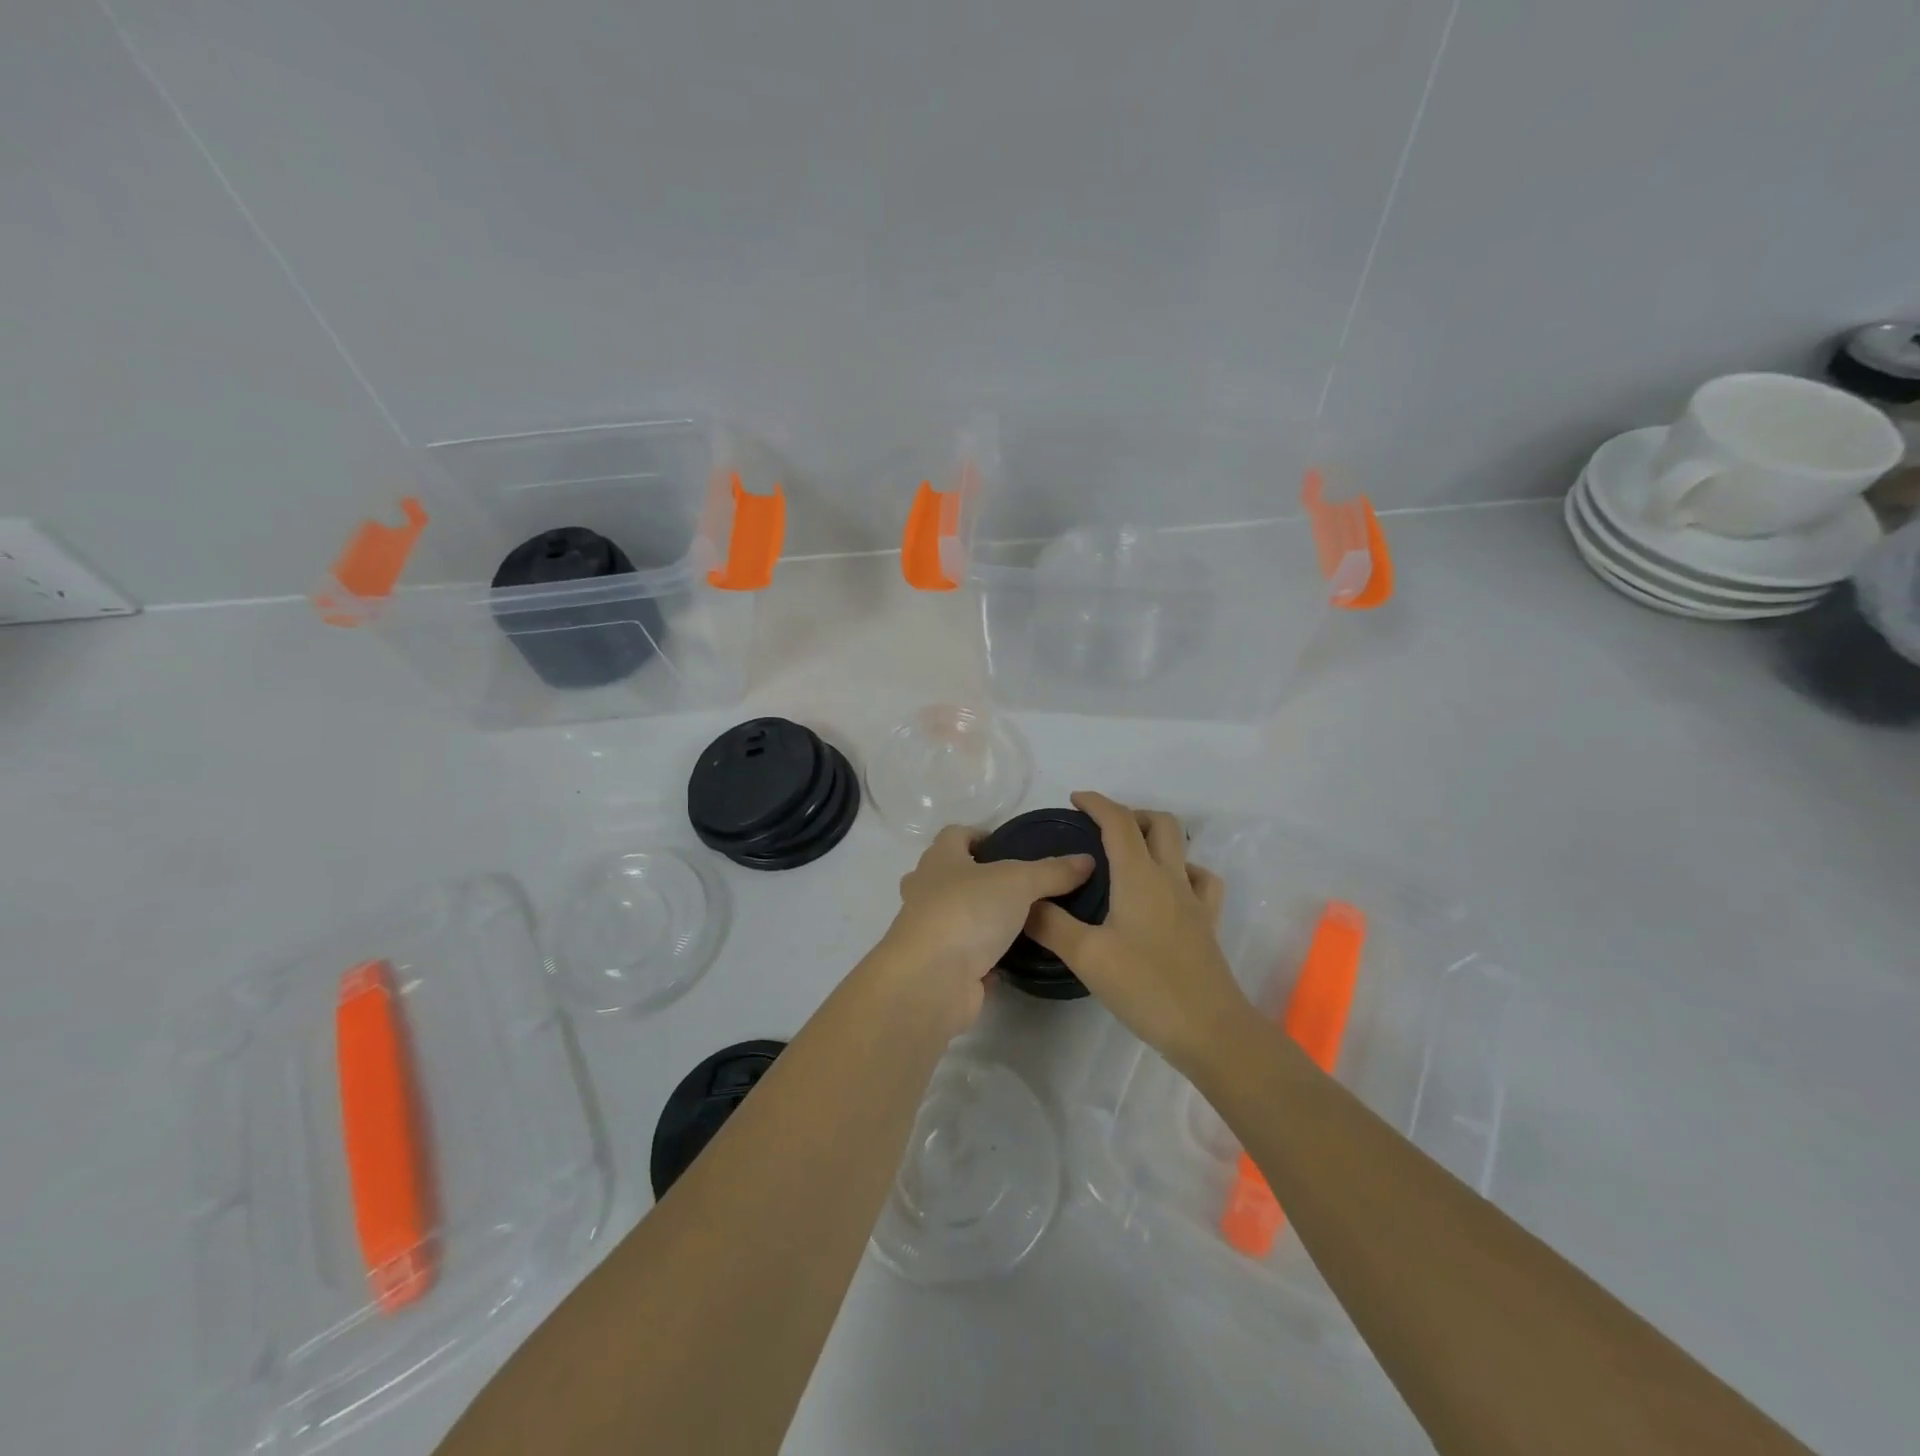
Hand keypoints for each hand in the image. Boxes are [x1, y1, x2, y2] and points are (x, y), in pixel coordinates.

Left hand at [876, 825, 1093, 1033]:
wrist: (931, 981)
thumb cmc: (968, 913)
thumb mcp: (1019, 882)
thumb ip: (1052, 871)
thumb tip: (1086, 860)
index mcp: (939, 860)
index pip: (955, 835)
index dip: (980, 834)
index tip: (1010, 845)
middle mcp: (927, 891)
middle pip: (950, 875)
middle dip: (979, 877)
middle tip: (1018, 885)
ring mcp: (929, 931)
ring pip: (956, 916)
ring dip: (982, 918)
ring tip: (1023, 920)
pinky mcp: (939, 966)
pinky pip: (964, 954)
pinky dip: (984, 955)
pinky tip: (1013, 958)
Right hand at [1027, 792, 1247, 1068]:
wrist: (1210, 1030)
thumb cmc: (1146, 987)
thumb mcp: (1087, 956)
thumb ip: (1051, 924)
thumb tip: (1024, 903)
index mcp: (1139, 876)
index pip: (1119, 822)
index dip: (1097, 803)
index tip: (1074, 800)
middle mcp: (1170, 878)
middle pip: (1159, 823)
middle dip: (1129, 814)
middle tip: (1099, 830)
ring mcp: (1195, 900)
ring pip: (1182, 848)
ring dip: (1156, 838)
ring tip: (1129, 856)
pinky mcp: (1207, 924)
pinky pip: (1200, 880)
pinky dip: (1182, 870)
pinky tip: (1167, 889)